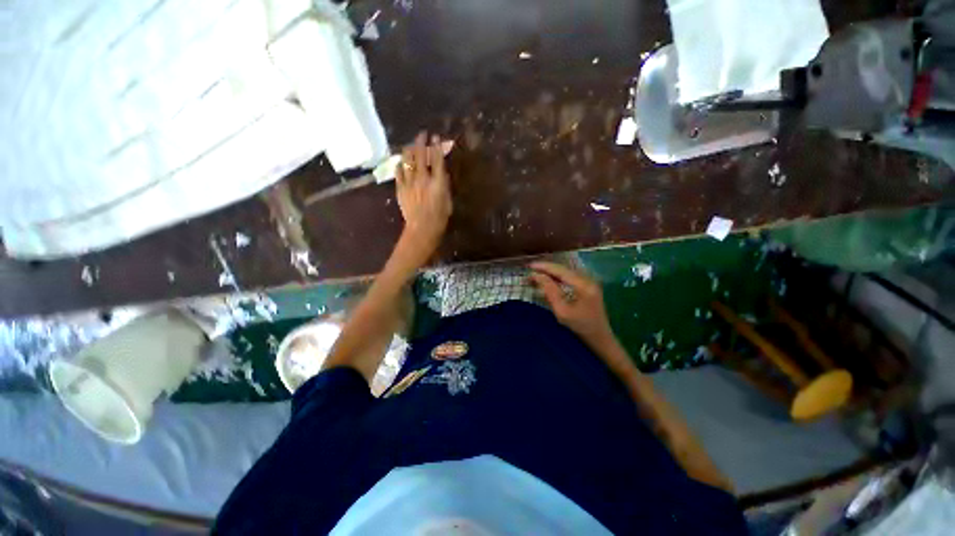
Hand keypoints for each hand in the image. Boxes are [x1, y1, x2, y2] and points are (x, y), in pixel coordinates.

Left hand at [395, 132, 451, 259]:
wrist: (422, 229)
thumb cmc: (440, 218)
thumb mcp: (448, 200)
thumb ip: (444, 185)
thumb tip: (441, 173)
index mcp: (437, 182)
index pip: (437, 159)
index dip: (436, 146)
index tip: (435, 137)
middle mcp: (423, 178)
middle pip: (420, 155)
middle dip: (421, 142)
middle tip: (421, 134)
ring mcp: (409, 183)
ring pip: (407, 160)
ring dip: (409, 150)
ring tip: (410, 145)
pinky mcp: (400, 188)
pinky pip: (398, 172)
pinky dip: (400, 164)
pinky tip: (401, 162)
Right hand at [530, 262, 616, 351]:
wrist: (600, 337)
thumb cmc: (580, 327)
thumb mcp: (562, 311)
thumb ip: (550, 291)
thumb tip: (537, 276)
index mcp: (583, 285)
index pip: (560, 270)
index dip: (544, 267)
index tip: (530, 266)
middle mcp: (588, 279)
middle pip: (563, 268)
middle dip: (546, 268)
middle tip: (530, 270)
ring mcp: (589, 282)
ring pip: (566, 271)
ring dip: (551, 271)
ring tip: (537, 273)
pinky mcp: (588, 286)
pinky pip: (570, 276)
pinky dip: (558, 276)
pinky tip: (549, 278)